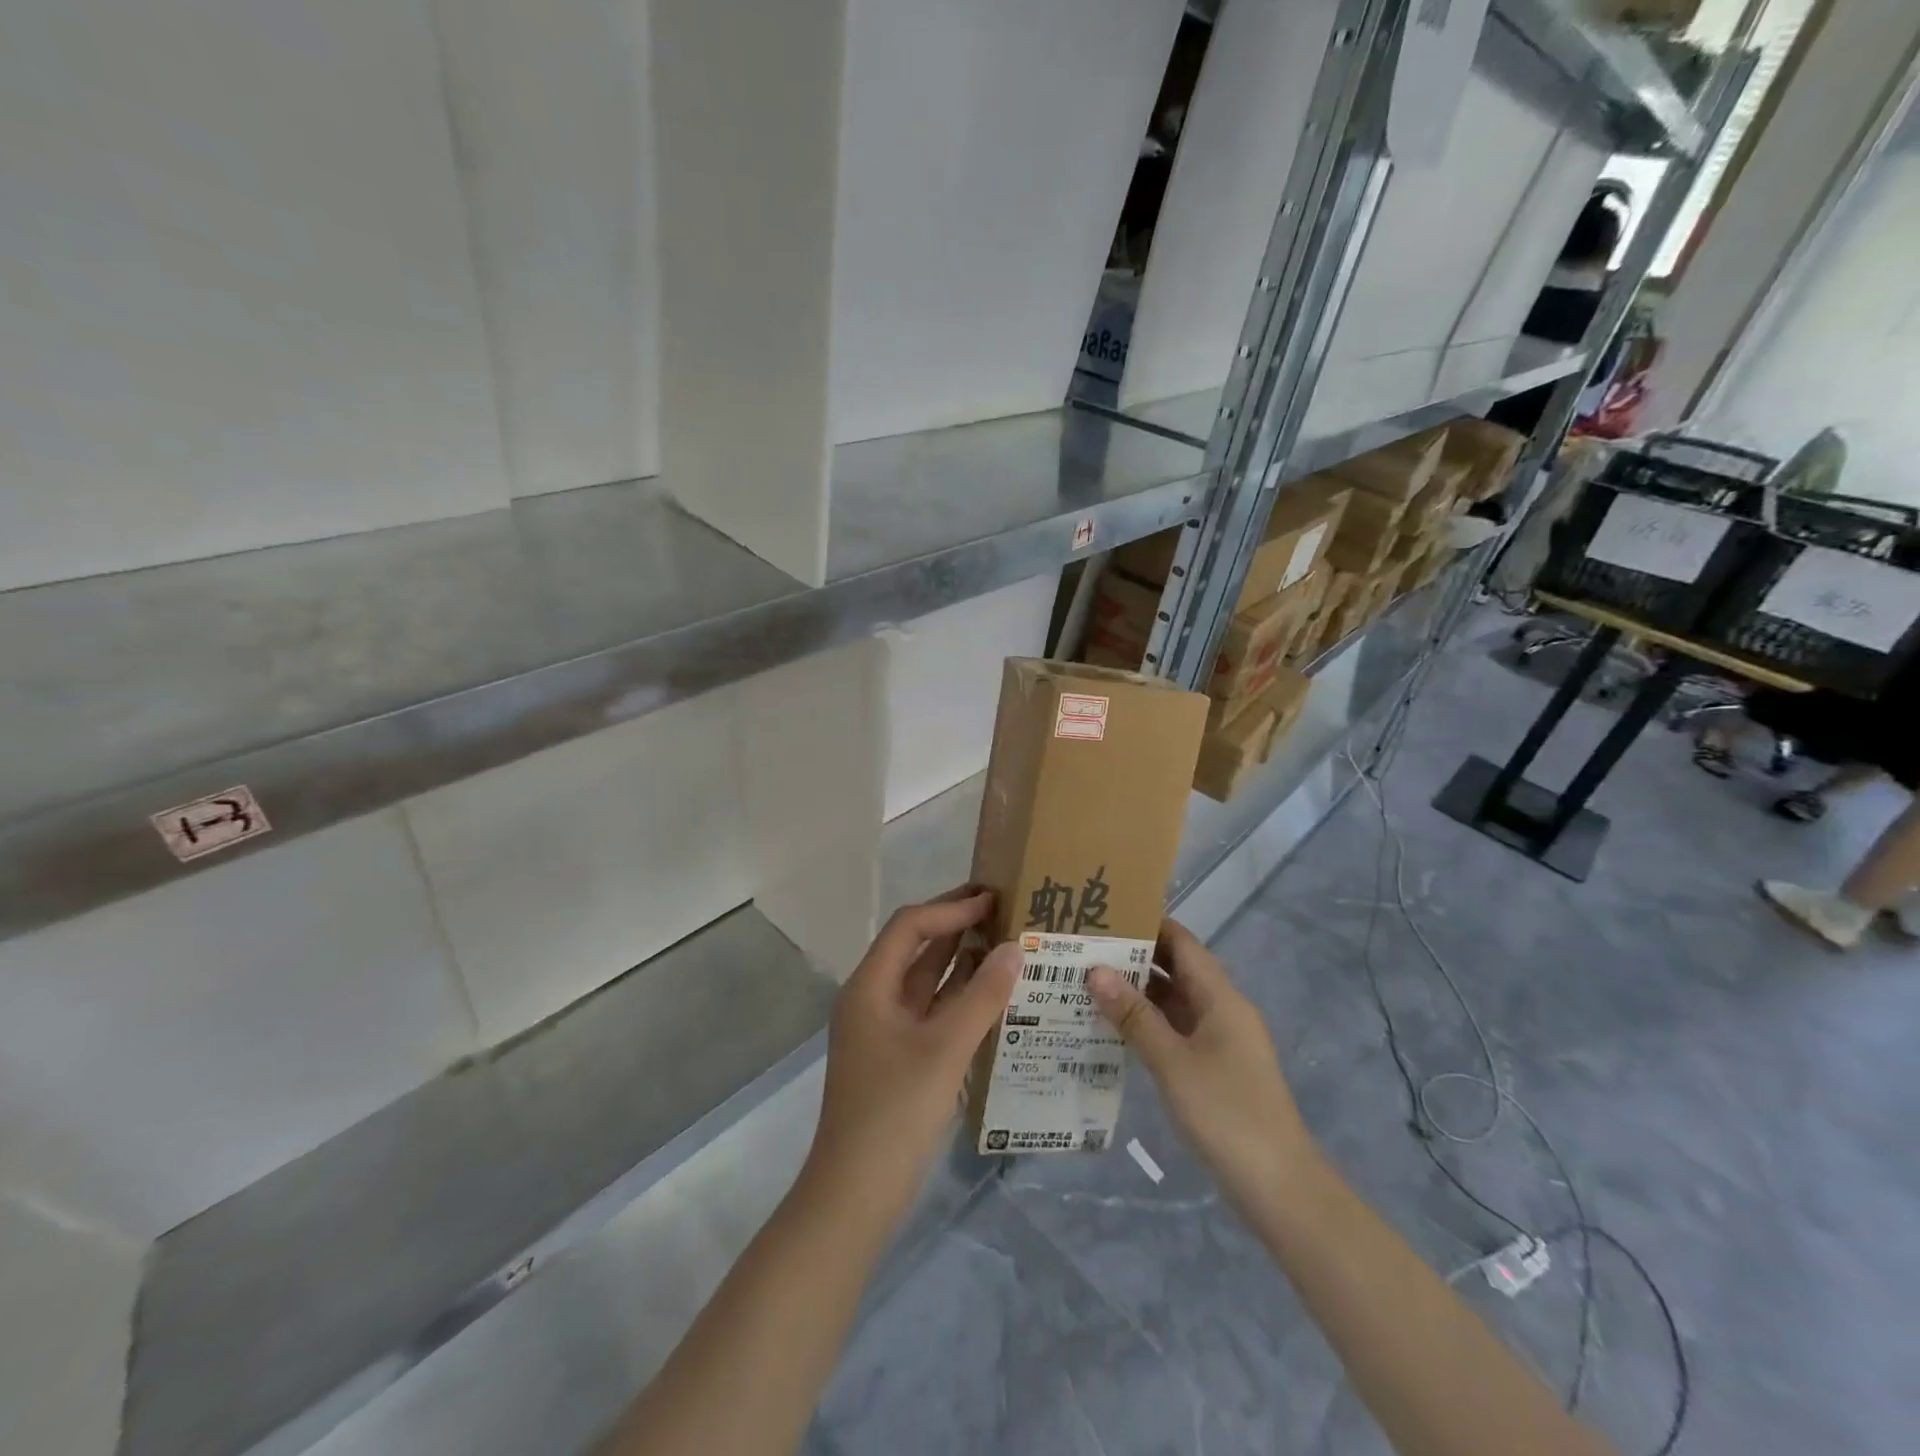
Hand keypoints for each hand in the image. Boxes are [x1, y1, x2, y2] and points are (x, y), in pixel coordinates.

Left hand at [805, 887, 1021, 1218]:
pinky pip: (931, 1011)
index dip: (950, 909)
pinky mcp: (898, 1056)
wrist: (855, 1195)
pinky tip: (992, 995)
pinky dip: (958, 997)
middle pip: (915, 948)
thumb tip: (1015, 948)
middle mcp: (873, 999)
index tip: (993, 899)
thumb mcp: (944, 1049)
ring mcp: (884, 1029)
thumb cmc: (895, 1112)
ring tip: (1005, 943)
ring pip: (925, 980)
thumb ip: (982, 997)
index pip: (910, 927)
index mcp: (870, 986)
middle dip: (955, 926)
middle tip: (1002, 910)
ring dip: (960, 960)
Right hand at [1088, 920, 1316, 1205]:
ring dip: (1138, 992)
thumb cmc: (1226, 1113)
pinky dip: (1149, 1023)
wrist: (1279, 1187)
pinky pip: (1177, 1030)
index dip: (1147, 924)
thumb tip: (1095, 970)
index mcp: (1221, 997)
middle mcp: (1223, 1009)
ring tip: (1088, 983)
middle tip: (1085, 950)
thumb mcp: (1172, 1062)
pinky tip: (1115, 1029)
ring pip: (1175, 1001)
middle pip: (1177, 969)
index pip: (1181, 942)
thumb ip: (1134, 1016)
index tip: (1104, 917)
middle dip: (1135, 957)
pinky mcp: (1216, 1068)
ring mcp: (1221, 1040)